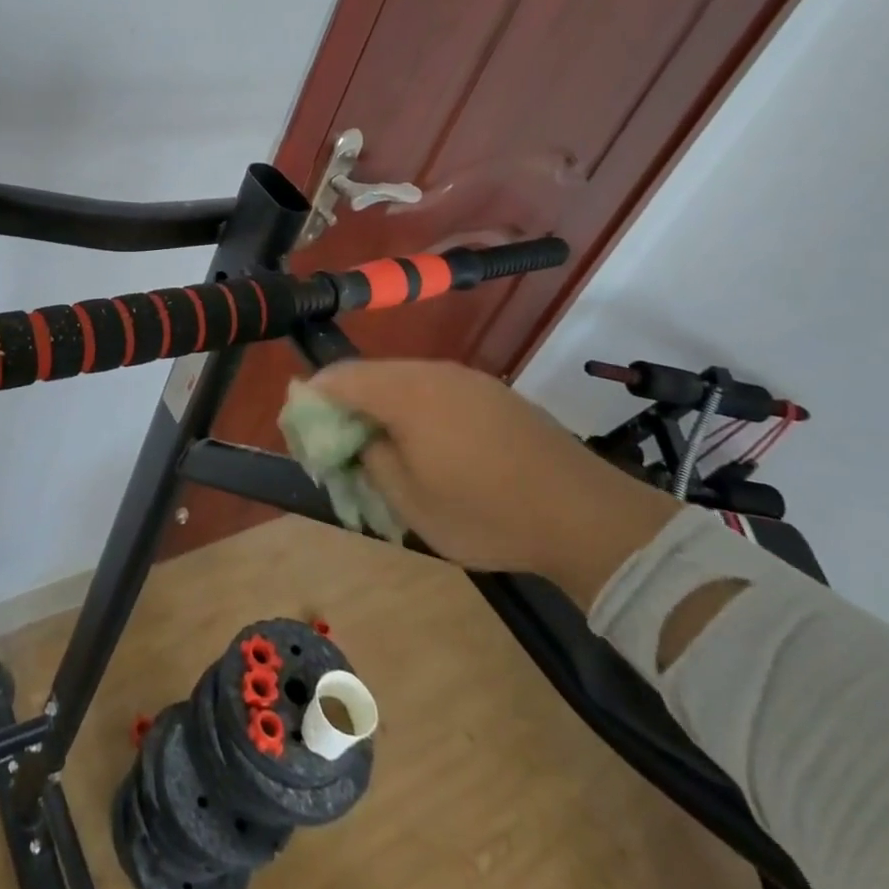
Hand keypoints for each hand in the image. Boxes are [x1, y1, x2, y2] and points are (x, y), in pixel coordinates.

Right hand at [305, 360, 679, 607]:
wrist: (587, 516)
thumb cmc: (485, 512)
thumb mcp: (409, 500)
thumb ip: (368, 457)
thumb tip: (353, 435)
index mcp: (404, 392)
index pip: (337, 377)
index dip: (312, 399)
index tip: (302, 428)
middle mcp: (432, 371)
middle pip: (369, 375)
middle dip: (346, 404)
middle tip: (340, 443)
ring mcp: (466, 378)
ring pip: (403, 381)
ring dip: (382, 407)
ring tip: (383, 447)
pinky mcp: (493, 392)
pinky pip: (435, 389)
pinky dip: (416, 409)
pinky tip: (428, 444)